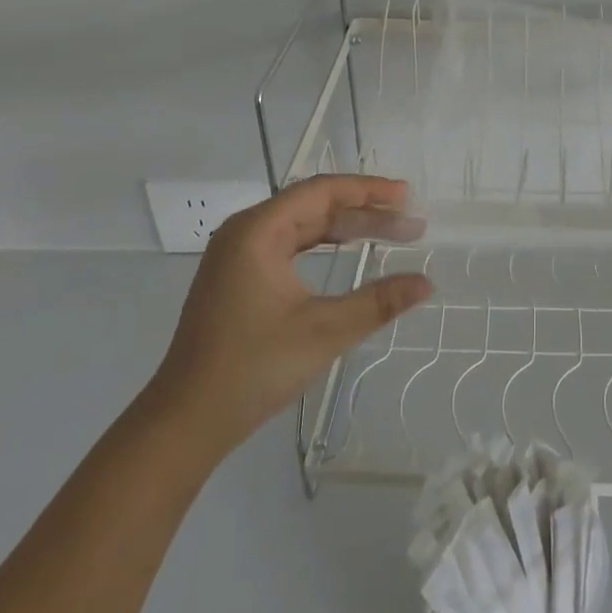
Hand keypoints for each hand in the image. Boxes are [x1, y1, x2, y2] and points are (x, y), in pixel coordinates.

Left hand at [147, 175, 433, 459]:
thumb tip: (427, 283)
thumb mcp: (323, 332)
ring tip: (390, 232)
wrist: (185, 422)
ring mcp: (237, 254)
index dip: (368, 190)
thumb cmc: (252, 368)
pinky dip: (323, 245)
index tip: (406, 196)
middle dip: (363, 211)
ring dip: (346, 228)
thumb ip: (378, 302)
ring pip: (302, 225)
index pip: (321, 191)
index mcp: (258, 231)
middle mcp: (245, 231)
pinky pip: (289, 245)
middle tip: (409, 220)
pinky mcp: (237, 277)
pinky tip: (348, 251)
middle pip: (314, 205)